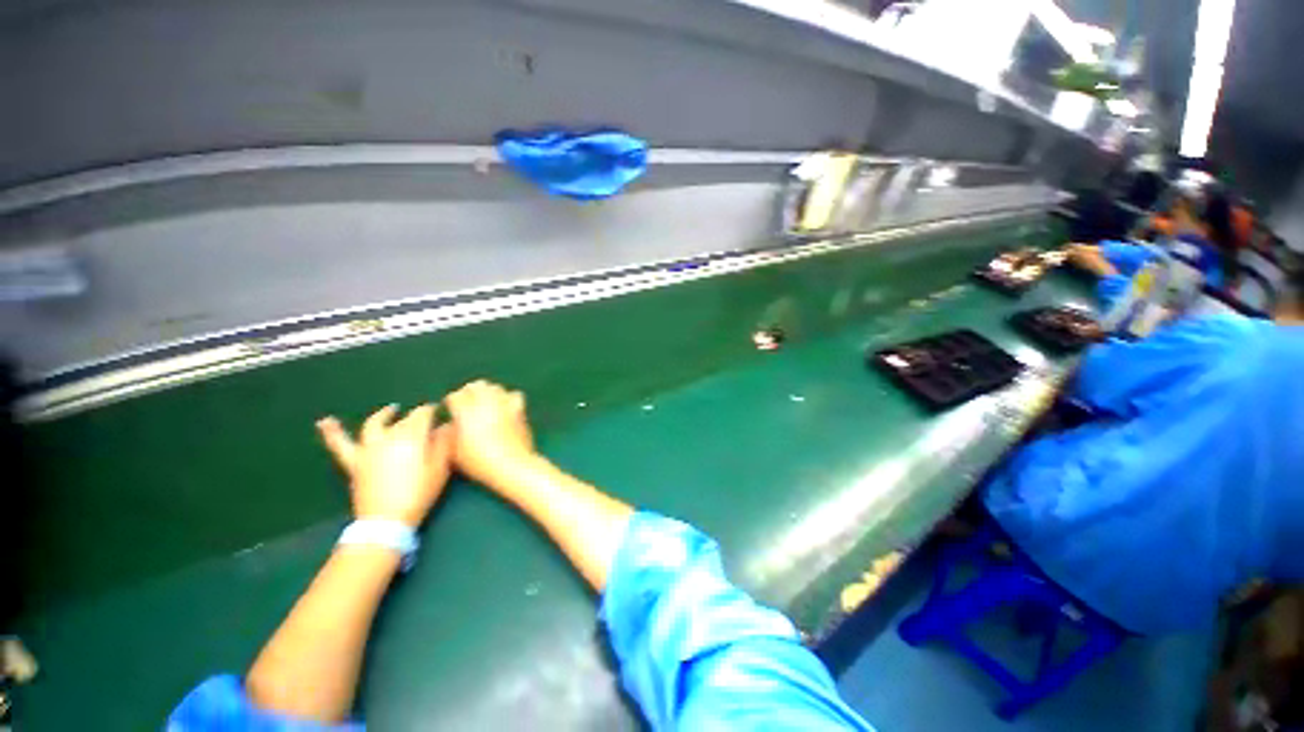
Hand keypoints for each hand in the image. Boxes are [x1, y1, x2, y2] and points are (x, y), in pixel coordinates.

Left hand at [317, 404, 452, 527]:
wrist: (386, 521)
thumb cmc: (419, 494)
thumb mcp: (440, 468)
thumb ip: (443, 443)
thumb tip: (446, 425)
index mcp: (411, 436)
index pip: (423, 414)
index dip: (433, 411)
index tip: (441, 412)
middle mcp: (388, 436)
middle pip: (404, 420)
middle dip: (416, 418)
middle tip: (426, 421)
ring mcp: (368, 448)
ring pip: (375, 425)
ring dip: (384, 415)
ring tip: (391, 409)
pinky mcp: (354, 462)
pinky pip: (340, 444)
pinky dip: (332, 432)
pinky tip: (326, 421)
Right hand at [444, 380, 539, 491]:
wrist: (511, 465)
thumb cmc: (479, 462)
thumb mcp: (455, 452)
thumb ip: (450, 433)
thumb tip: (451, 423)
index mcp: (466, 412)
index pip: (456, 396)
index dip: (451, 401)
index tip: (450, 408)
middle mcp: (486, 404)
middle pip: (476, 386)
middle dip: (470, 391)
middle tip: (467, 401)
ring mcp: (505, 405)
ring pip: (495, 387)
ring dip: (488, 392)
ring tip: (486, 402)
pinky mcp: (519, 409)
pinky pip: (514, 395)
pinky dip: (507, 397)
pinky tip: (505, 405)